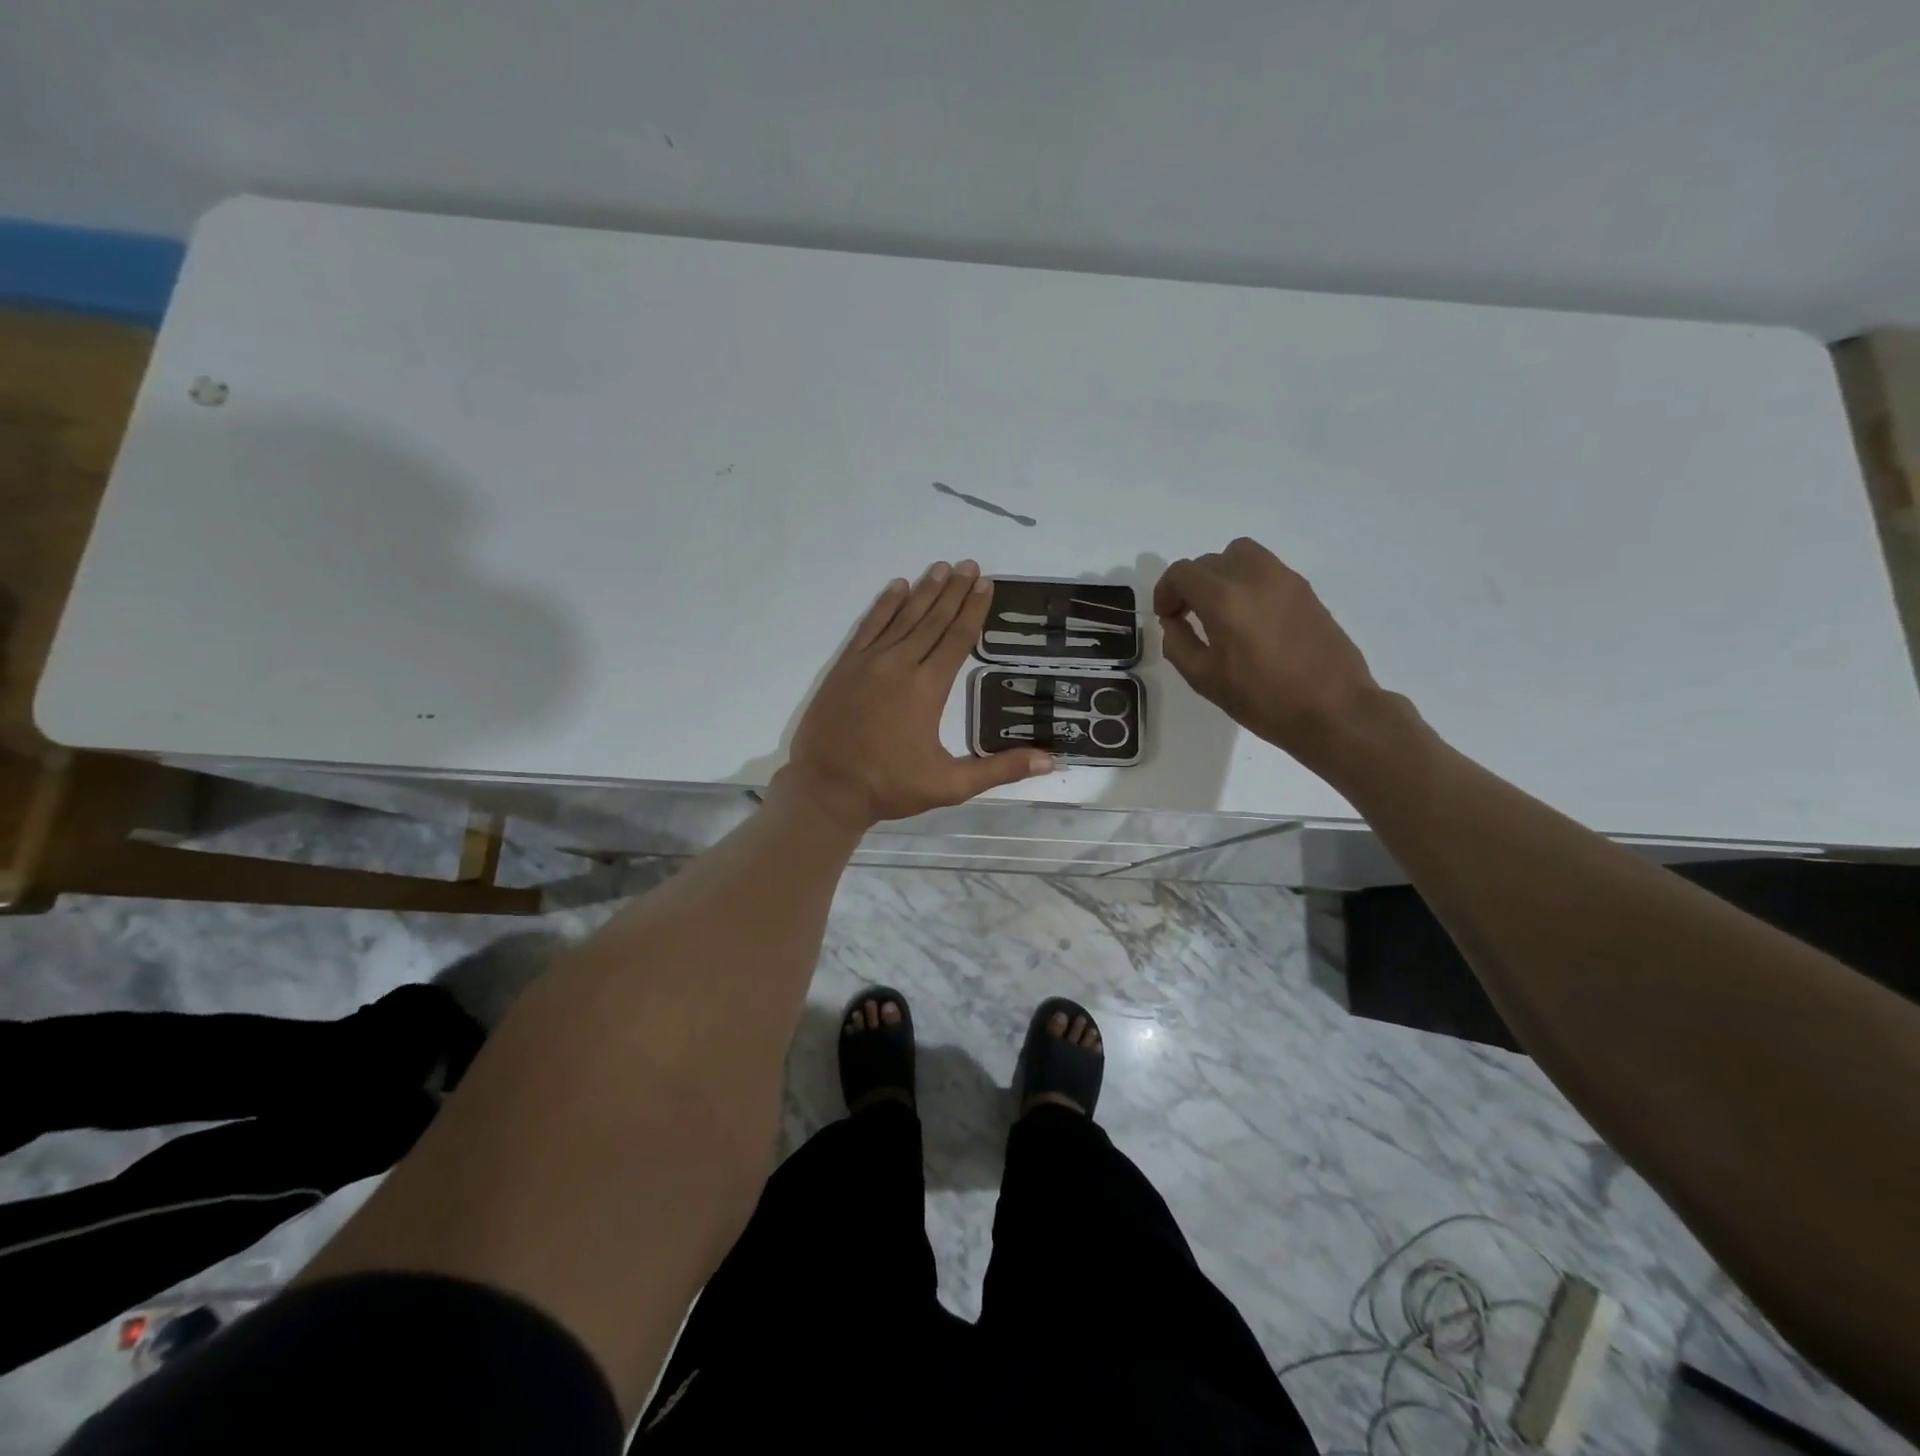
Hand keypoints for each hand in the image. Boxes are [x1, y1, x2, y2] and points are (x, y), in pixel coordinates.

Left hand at [774, 561, 1054, 830]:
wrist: (826, 788)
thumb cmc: (890, 787)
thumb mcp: (950, 785)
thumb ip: (999, 769)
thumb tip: (1049, 761)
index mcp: (927, 689)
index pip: (957, 639)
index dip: (974, 610)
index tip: (986, 584)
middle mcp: (900, 665)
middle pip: (933, 620)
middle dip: (954, 591)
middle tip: (970, 564)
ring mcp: (868, 662)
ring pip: (902, 618)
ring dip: (924, 592)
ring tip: (942, 568)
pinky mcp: (845, 666)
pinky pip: (868, 626)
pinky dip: (884, 605)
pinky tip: (896, 587)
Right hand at [1154, 538, 1387, 766]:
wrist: (1332, 709)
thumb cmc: (1262, 700)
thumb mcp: (1204, 679)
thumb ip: (1178, 643)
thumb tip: (1174, 621)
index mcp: (1224, 599)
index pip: (1182, 572)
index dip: (1166, 591)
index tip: (1167, 616)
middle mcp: (1254, 577)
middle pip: (1210, 561)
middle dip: (1191, 584)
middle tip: (1188, 616)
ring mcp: (1284, 579)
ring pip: (1241, 554)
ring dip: (1222, 574)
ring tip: (1221, 608)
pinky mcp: (1305, 589)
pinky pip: (1266, 569)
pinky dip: (1248, 581)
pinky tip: (1251, 618)